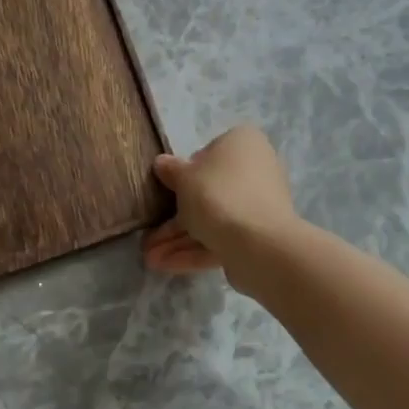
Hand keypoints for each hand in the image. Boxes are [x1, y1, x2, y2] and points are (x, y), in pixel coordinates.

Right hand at [143, 126, 297, 282]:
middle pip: (209, 191)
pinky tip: (165, 265)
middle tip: (150, 234)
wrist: (258, 242)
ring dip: (180, 239)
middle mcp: (256, 169)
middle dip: (176, 217)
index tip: (167, 189)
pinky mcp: (258, 236)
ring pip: (213, 219)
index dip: (185, 172)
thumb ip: (171, 170)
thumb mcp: (184, 177)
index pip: (209, 153)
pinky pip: (222, 238)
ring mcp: (258, 205)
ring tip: (150, 257)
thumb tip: (162, 163)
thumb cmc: (217, 194)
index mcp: (243, 143)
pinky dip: (195, 250)